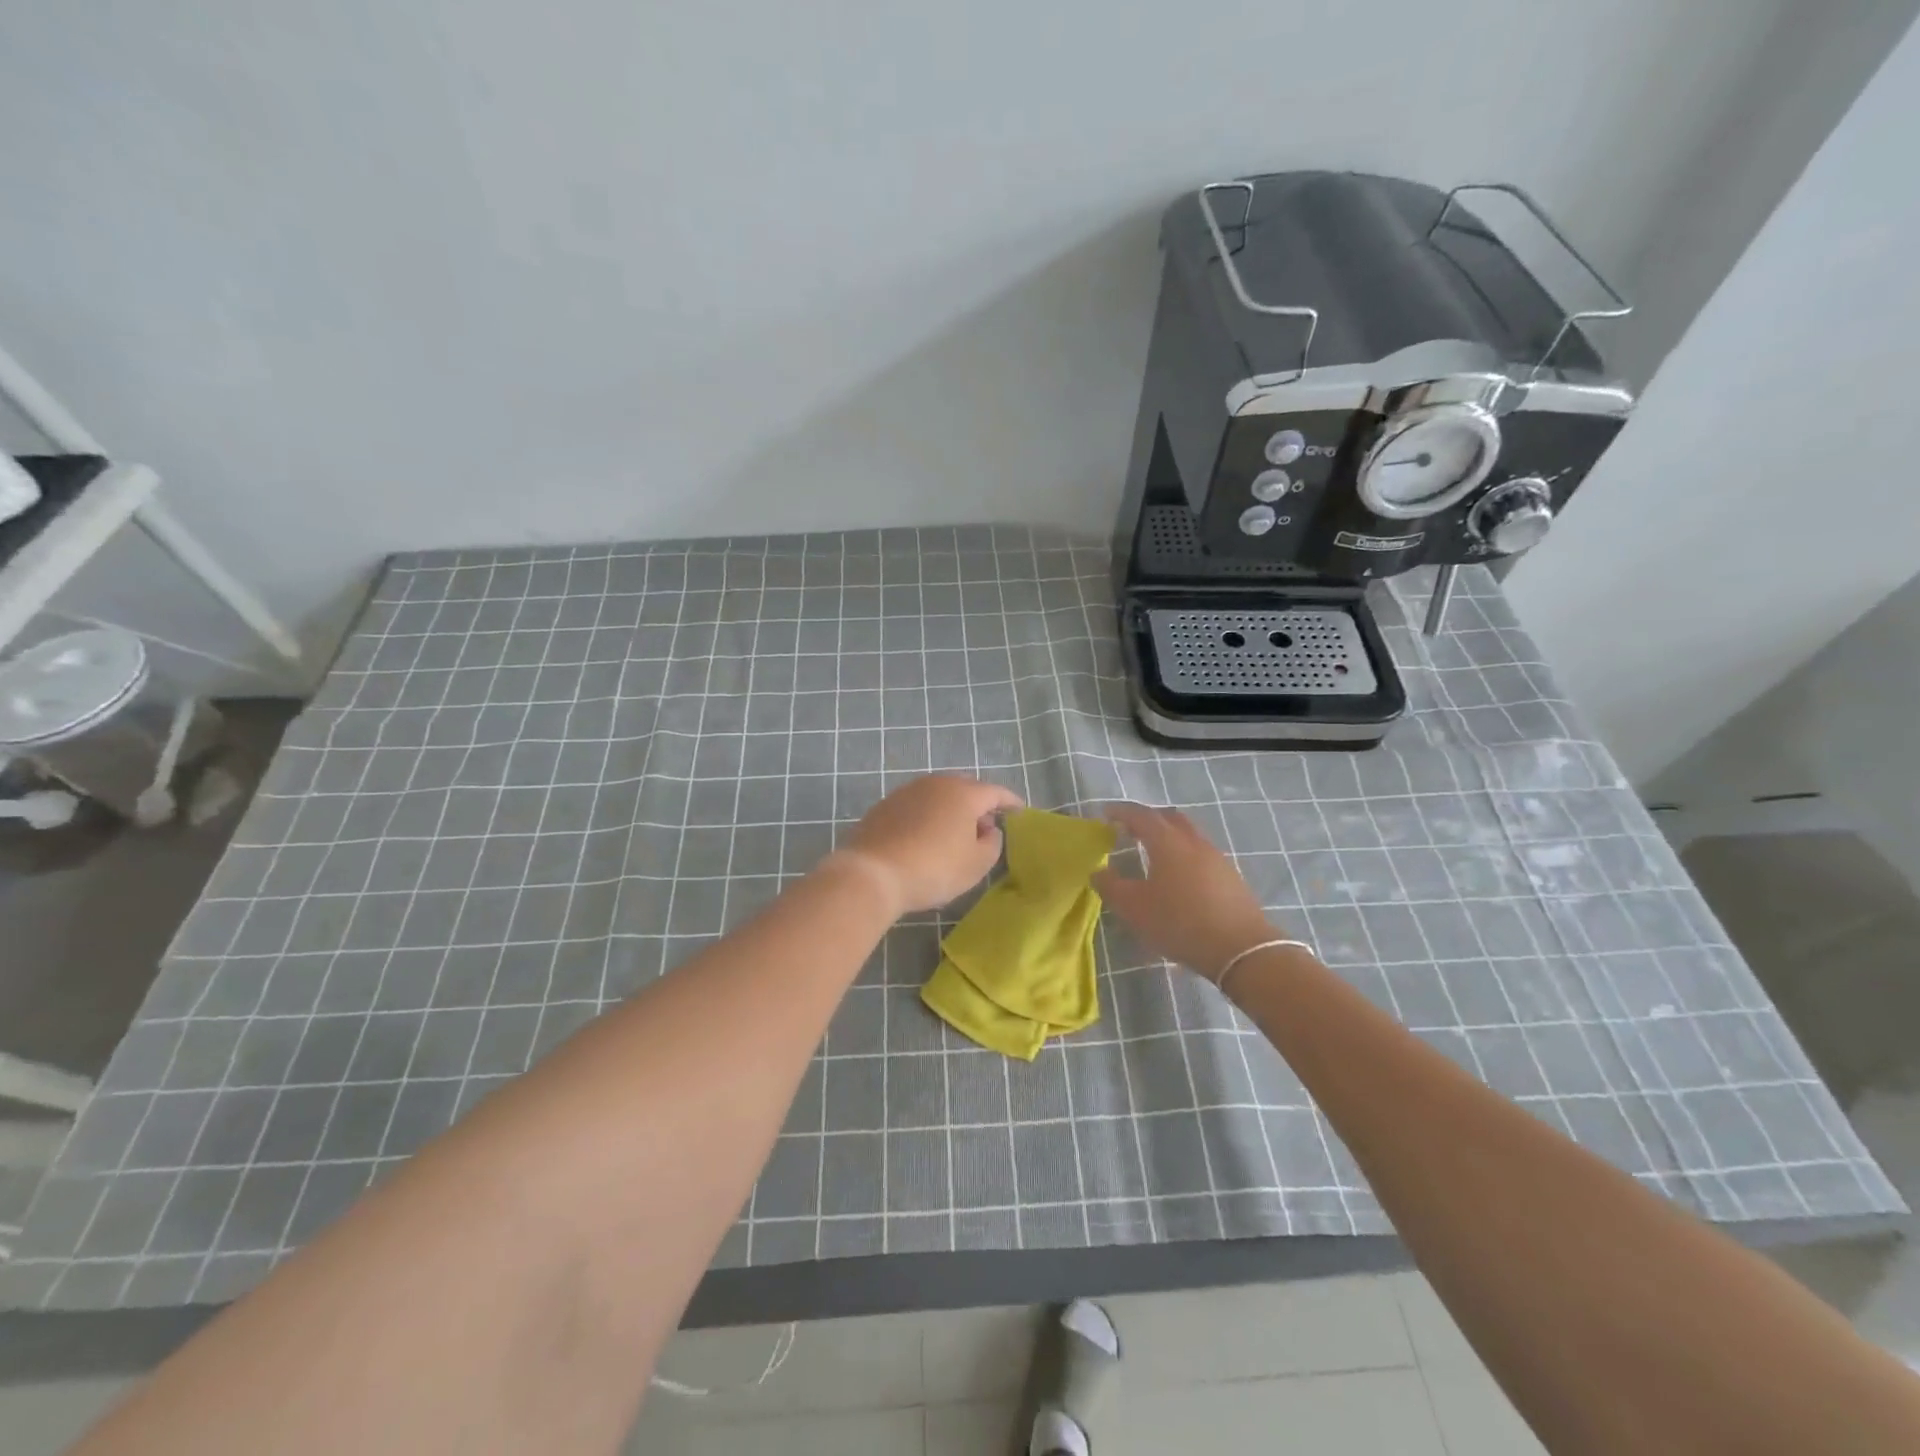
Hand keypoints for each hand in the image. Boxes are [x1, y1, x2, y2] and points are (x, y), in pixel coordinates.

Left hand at [834, 775, 1024, 915]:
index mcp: (963, 793)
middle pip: (965, 788)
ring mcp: (906, 792)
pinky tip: (925, 838)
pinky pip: (916, 806)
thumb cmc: (934, 869)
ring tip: (955, 834)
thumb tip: (988, 828)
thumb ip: (992, 843)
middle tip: (985, 826)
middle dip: (978, 804)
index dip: (1010, 801)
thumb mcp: (976, 864)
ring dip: (951, 810)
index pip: (995, 792)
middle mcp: (935, 783)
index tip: (1019, 810)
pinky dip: (927, 817)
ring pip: (938, 795)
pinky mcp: (884, 806)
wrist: (872, 873)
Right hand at [1092, 803, 1279, 979]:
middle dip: (1148, 818)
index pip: (1141, 815)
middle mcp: (1193, 842)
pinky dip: (1184, 853)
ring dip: (1169, 835)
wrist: (1240, 949)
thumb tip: (1098, 871)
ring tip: (1153, 852)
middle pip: (1169, 817)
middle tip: (1130, 829)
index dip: (1121, 812)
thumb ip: (1111, 886)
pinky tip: (1179, 875)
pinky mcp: (1230, 875)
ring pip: (1188, 834)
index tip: (1106, 813)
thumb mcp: (1134, 909)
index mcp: (1167, 842)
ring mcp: (1216, 857)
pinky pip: (1201, 853)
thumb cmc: (1180, 923)